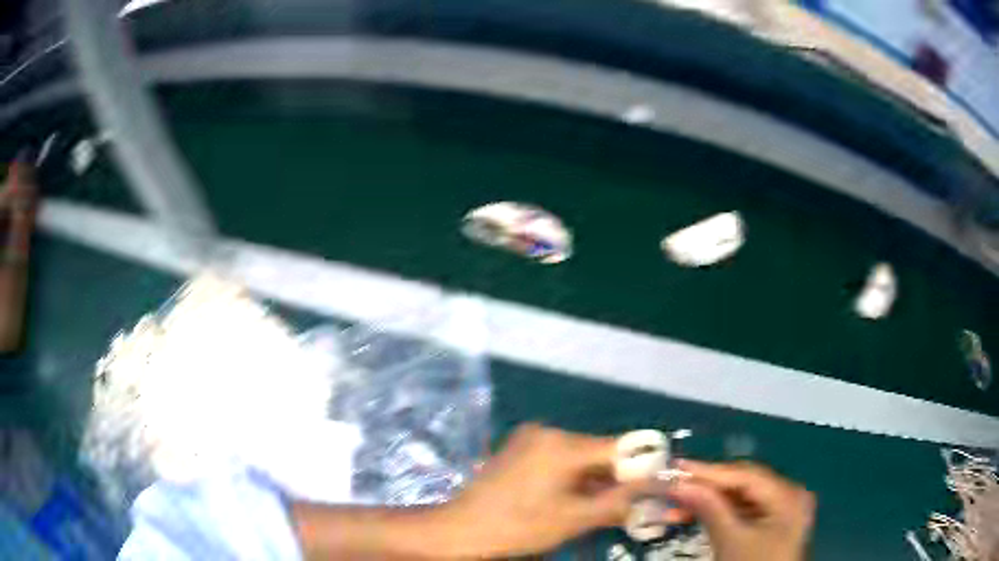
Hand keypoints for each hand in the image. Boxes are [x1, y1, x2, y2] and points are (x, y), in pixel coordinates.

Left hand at [439, 424, 643, 557]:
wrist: (461, 529)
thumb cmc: (518, 527)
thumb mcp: (574, 519)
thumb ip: (618, 502)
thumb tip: (655, 491)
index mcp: (562, 444)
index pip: (619, 447)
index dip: (643, 465)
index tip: (657, 483)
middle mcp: (548, 431)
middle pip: (599, 450)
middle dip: (617, 476)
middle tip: (631, 502)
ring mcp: (530, 438)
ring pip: (579, 455)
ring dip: (595, 478)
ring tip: (602, 504)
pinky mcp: (519, 448)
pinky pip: (559, 457)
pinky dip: (573, 475)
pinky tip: (573, 497)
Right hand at [666, 460, 814, 560]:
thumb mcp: (730, 541)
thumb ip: (709, 508)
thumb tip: (679, 484)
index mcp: (787, 494)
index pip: (744, 474)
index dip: (709, 471)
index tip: (676, 466)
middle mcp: (788, 495)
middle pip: (742, 483)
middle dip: (706, 486)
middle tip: (673, 485)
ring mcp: (781, 510)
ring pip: (739, 498)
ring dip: (708, 502)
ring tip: (675, 506)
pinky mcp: (770, 525)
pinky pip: (742, 512)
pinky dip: (718, 514)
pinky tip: (694, 516)